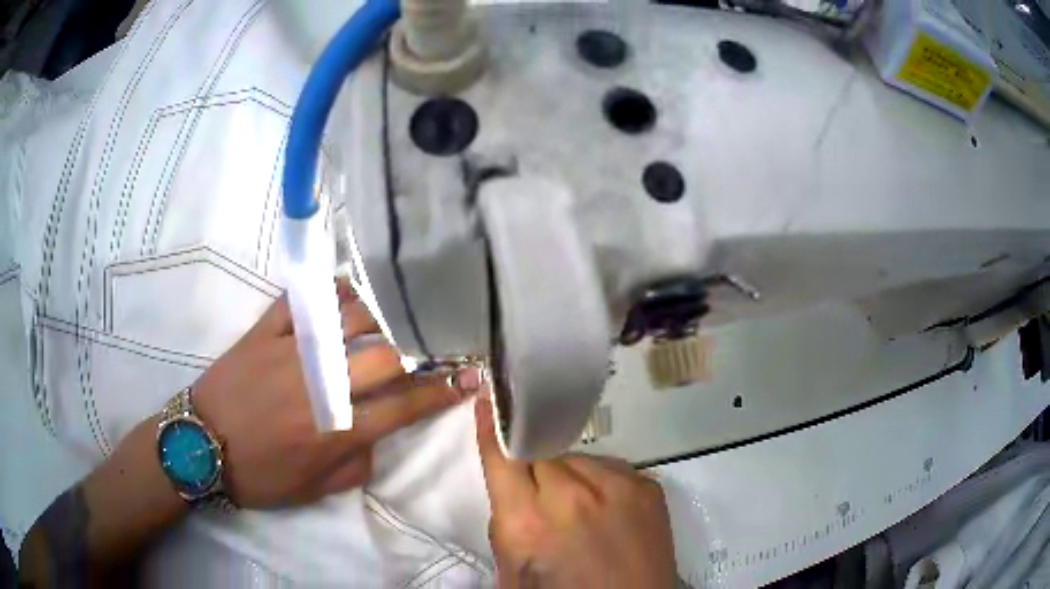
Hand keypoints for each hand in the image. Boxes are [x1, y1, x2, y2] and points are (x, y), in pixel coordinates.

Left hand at [192, 278, 468, 507]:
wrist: (199, 446)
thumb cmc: (259, 475)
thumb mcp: (316, 490)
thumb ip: (358, 464)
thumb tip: (378, 433)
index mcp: (337, 430)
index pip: (405, 406)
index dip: (443, 391)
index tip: (470, 377)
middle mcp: (323, 385)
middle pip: (387, 354)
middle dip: (422, 348)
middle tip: (437, 340)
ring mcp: (293, 351)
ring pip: (350, 317)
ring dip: (381, 312)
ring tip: (397, 310)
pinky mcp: (265, 332)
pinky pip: (302, 299)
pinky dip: (328, 290)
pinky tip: (345, 290)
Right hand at [474, 395, 677, 587]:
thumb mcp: (513, 572)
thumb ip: (504, 524)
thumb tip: (509, 483)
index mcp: (529, 523)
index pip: (504, 457)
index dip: (493, 429)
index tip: (488, 401)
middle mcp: (573, 496)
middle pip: (540, 454)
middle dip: (533, 470)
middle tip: (540, 498)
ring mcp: (617, 487)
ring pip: (576, 458)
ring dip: (568, 476)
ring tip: (578, 508)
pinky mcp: (648, 486)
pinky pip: (609, 467)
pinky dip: (600, 482)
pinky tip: (605, 510)